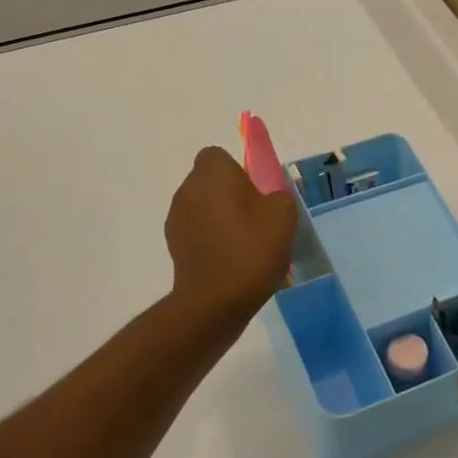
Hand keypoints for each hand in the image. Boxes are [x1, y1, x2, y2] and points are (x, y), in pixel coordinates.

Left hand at [164, 146, 298, 325]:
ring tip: (243, 243)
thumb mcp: (283, 214)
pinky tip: (229, 261)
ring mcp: (176, 218)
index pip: (218, 156)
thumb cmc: (252, 248)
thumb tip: (268, 194)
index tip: (256, 191)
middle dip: (229, 193)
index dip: (238, 170)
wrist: (215, 301)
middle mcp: (188, 189)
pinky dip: (210, 238)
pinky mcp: (173, 245)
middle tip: (255, 218)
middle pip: (209, 181)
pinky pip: (196, 231)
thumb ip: (277, 193)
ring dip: (218, 216)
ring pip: (202, 206)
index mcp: (212, 173)